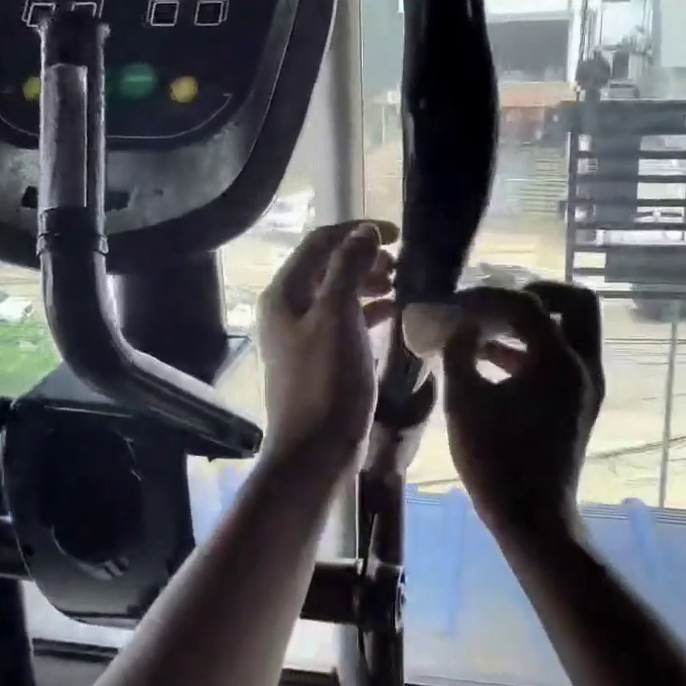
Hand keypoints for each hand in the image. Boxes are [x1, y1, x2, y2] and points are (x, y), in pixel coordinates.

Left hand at [257, 220, 397, 470]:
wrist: (314, 453)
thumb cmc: (326, 382)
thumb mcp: (338, 318)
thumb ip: (349, 269)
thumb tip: (364, 231)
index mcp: (284, 294)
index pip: (320, 243)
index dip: (357, 231)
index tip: (398, 235)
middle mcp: (287, 309)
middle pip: (327, 266)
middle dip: (364, 257)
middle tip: (401, 265)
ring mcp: (301, 336)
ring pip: (337, 294)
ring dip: (367, 283)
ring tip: (400, 285)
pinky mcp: (318, 358)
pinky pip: (343, 321)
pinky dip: (366, 311)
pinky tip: (392, 313)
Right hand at [436, 282, 603, 545]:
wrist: (532, 518)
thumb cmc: (495, 460)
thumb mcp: (464, 402)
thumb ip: (458, 353)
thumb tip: (459, 327)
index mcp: (558, 361)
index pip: (527, 304)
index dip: (488, 297)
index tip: (458, 303)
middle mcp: (583, 365)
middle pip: (575, 302)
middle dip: (537, 293)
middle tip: (499, 302)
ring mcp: (586, 385)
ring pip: (571, 329)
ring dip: (533, 322)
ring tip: (485, 328)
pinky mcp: (579, 402)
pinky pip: (563, 356)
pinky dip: (533, 348)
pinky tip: (489, 359)